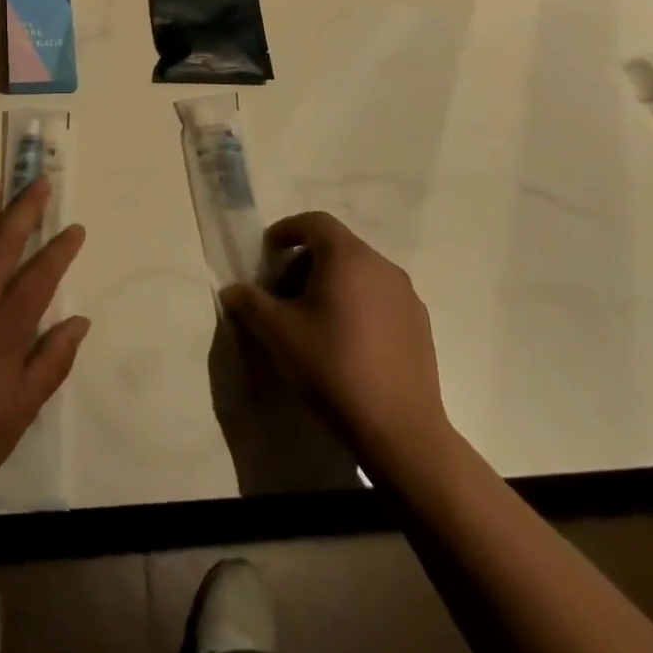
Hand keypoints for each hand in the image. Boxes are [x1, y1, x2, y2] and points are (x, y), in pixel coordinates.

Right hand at [221, 213, 452, 483]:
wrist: (399, 430)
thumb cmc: (332, 368)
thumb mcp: (278, 333)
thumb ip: (251, 302)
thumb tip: (233, 290)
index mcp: (348, 257)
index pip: (314, 222)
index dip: (286, 230)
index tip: (268, 252)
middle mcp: (382, 265)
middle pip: (337, 246)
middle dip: (305, 261)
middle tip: (282, 292)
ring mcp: (406, 295)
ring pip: (360, 272)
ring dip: (332, 283)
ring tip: (312, 318)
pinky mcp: (420, 324)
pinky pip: (380, 297)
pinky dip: (357, 303)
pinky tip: (346, 341)